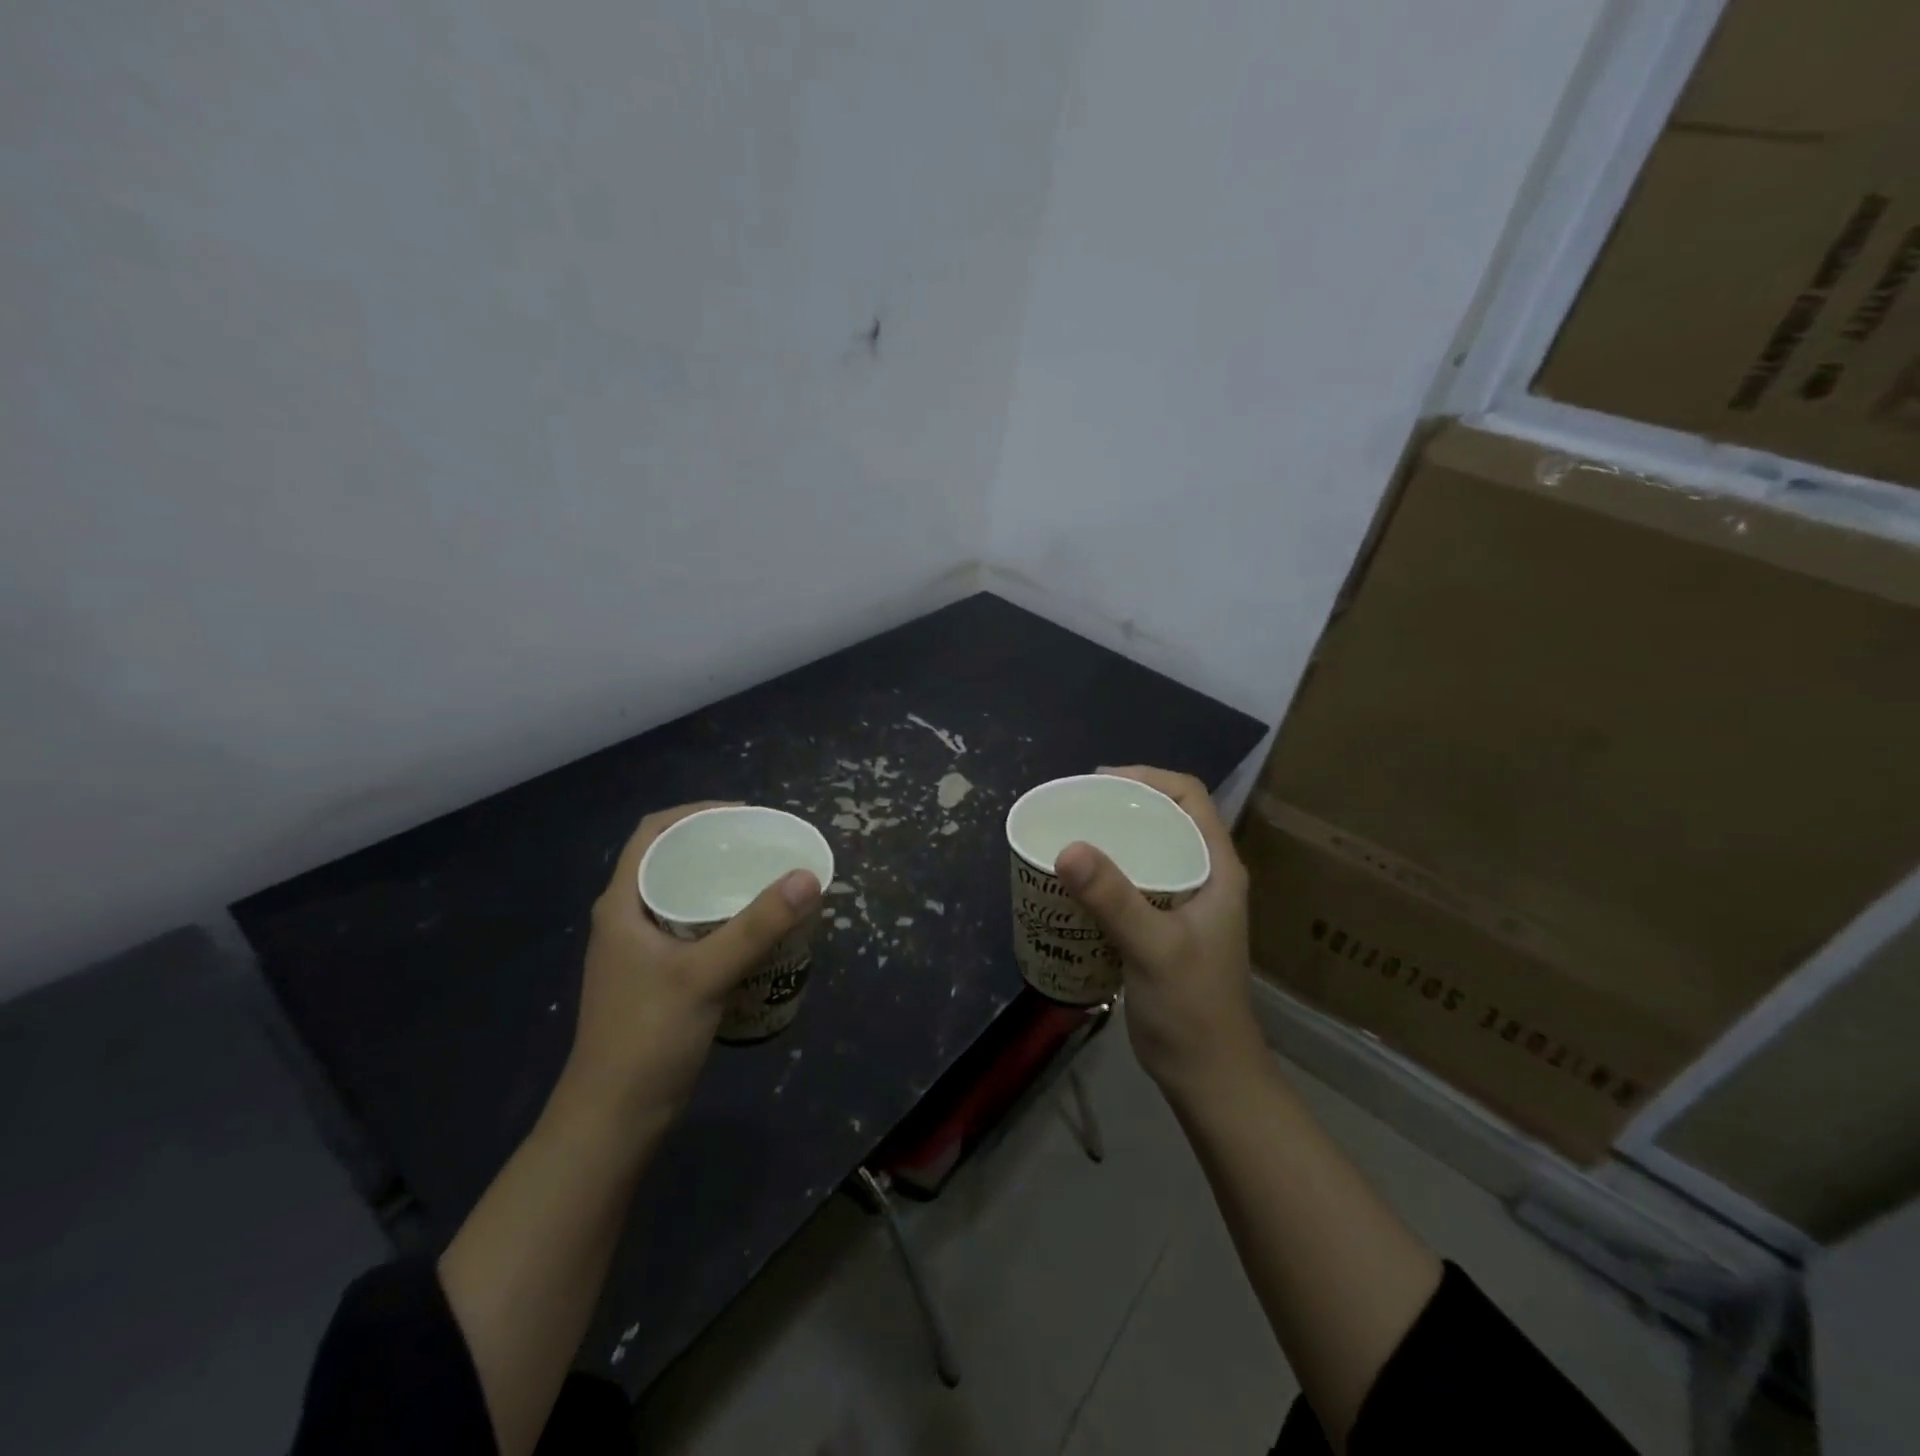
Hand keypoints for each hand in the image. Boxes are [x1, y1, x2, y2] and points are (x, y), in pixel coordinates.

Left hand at [561, 803, 821, 1127]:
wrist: (614, 1120)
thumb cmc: (647, 1038)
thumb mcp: (705, 975)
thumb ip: (757, 926)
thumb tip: (808, 876)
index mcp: (622, 904)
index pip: (654, 833)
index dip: (697, 812)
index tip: (746, 814)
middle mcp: (628, 918)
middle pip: (672, 860)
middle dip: (717, 845)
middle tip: (766, 845)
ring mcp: (642, 950)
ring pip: (684, 896)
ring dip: (722, 882)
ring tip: (768, 878)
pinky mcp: (659, 977)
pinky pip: (694, 928)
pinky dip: (724, 917)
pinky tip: (756, 929)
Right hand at [1055, 767, 1266, 1104]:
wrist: (1207, 1075)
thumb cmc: (1192, 1008)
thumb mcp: (1154, 948)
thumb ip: (1114, 899)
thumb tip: (1067, 847)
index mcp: (1216, 868)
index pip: (1189, 796)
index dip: (1146, 777)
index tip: (1097, 782)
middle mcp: (1203, 876)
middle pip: (1164, 817)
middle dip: (1120, 804)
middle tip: (1073, 807)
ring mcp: (1183, 903)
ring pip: (1147, 850)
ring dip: (1111, 839)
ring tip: (1068, 835)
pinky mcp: (1162, 927)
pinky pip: (1132, 882)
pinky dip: (1104, 873)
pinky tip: (1074, 882)